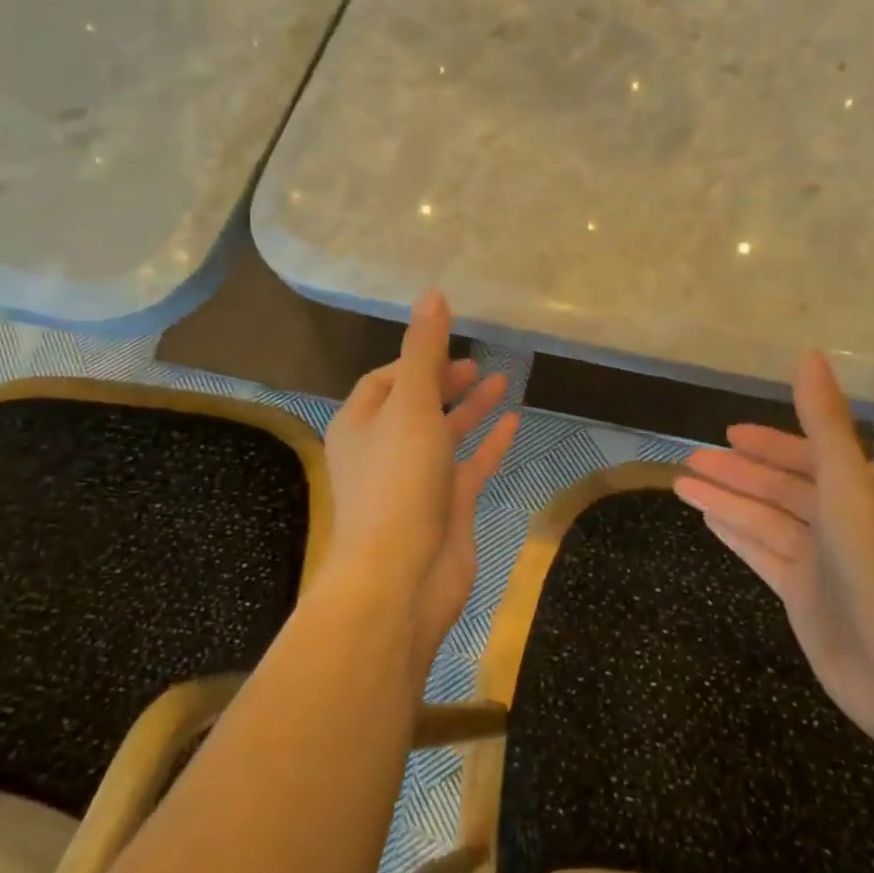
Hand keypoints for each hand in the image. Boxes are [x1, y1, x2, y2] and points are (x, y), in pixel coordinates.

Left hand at [322, 290, 518, 676]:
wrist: (401, 579)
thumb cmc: (398, 483)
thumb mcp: (412, 407)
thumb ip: (424, 351)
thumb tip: (431, 293)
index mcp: (359, 425)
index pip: (384, 380)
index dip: (414, 360)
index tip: (448, 345)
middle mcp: (383, 451)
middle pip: (415, 406)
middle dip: (444, 383)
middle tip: (477, 364)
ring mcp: (415, 482)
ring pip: (444, 435)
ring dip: (469, 409)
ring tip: (502, 381)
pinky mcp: (445, 508)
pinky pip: (469, 467)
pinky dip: (488, 444)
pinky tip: (513, 422)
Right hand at [674, 351, 873, 750]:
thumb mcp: (847, 483)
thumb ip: (824, 421)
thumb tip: (809, 354)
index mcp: (866, 488)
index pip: (809, 454)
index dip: (767, 442)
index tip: (728, 433)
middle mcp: (846, 519)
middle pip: (780, 486)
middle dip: (736, 472)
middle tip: (689, 458)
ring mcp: (823, 559)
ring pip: (764, 518)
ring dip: (725, 499)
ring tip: (680, 483)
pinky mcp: (804, 594)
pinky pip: (762, 551)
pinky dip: (735, 533)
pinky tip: (706, 518)